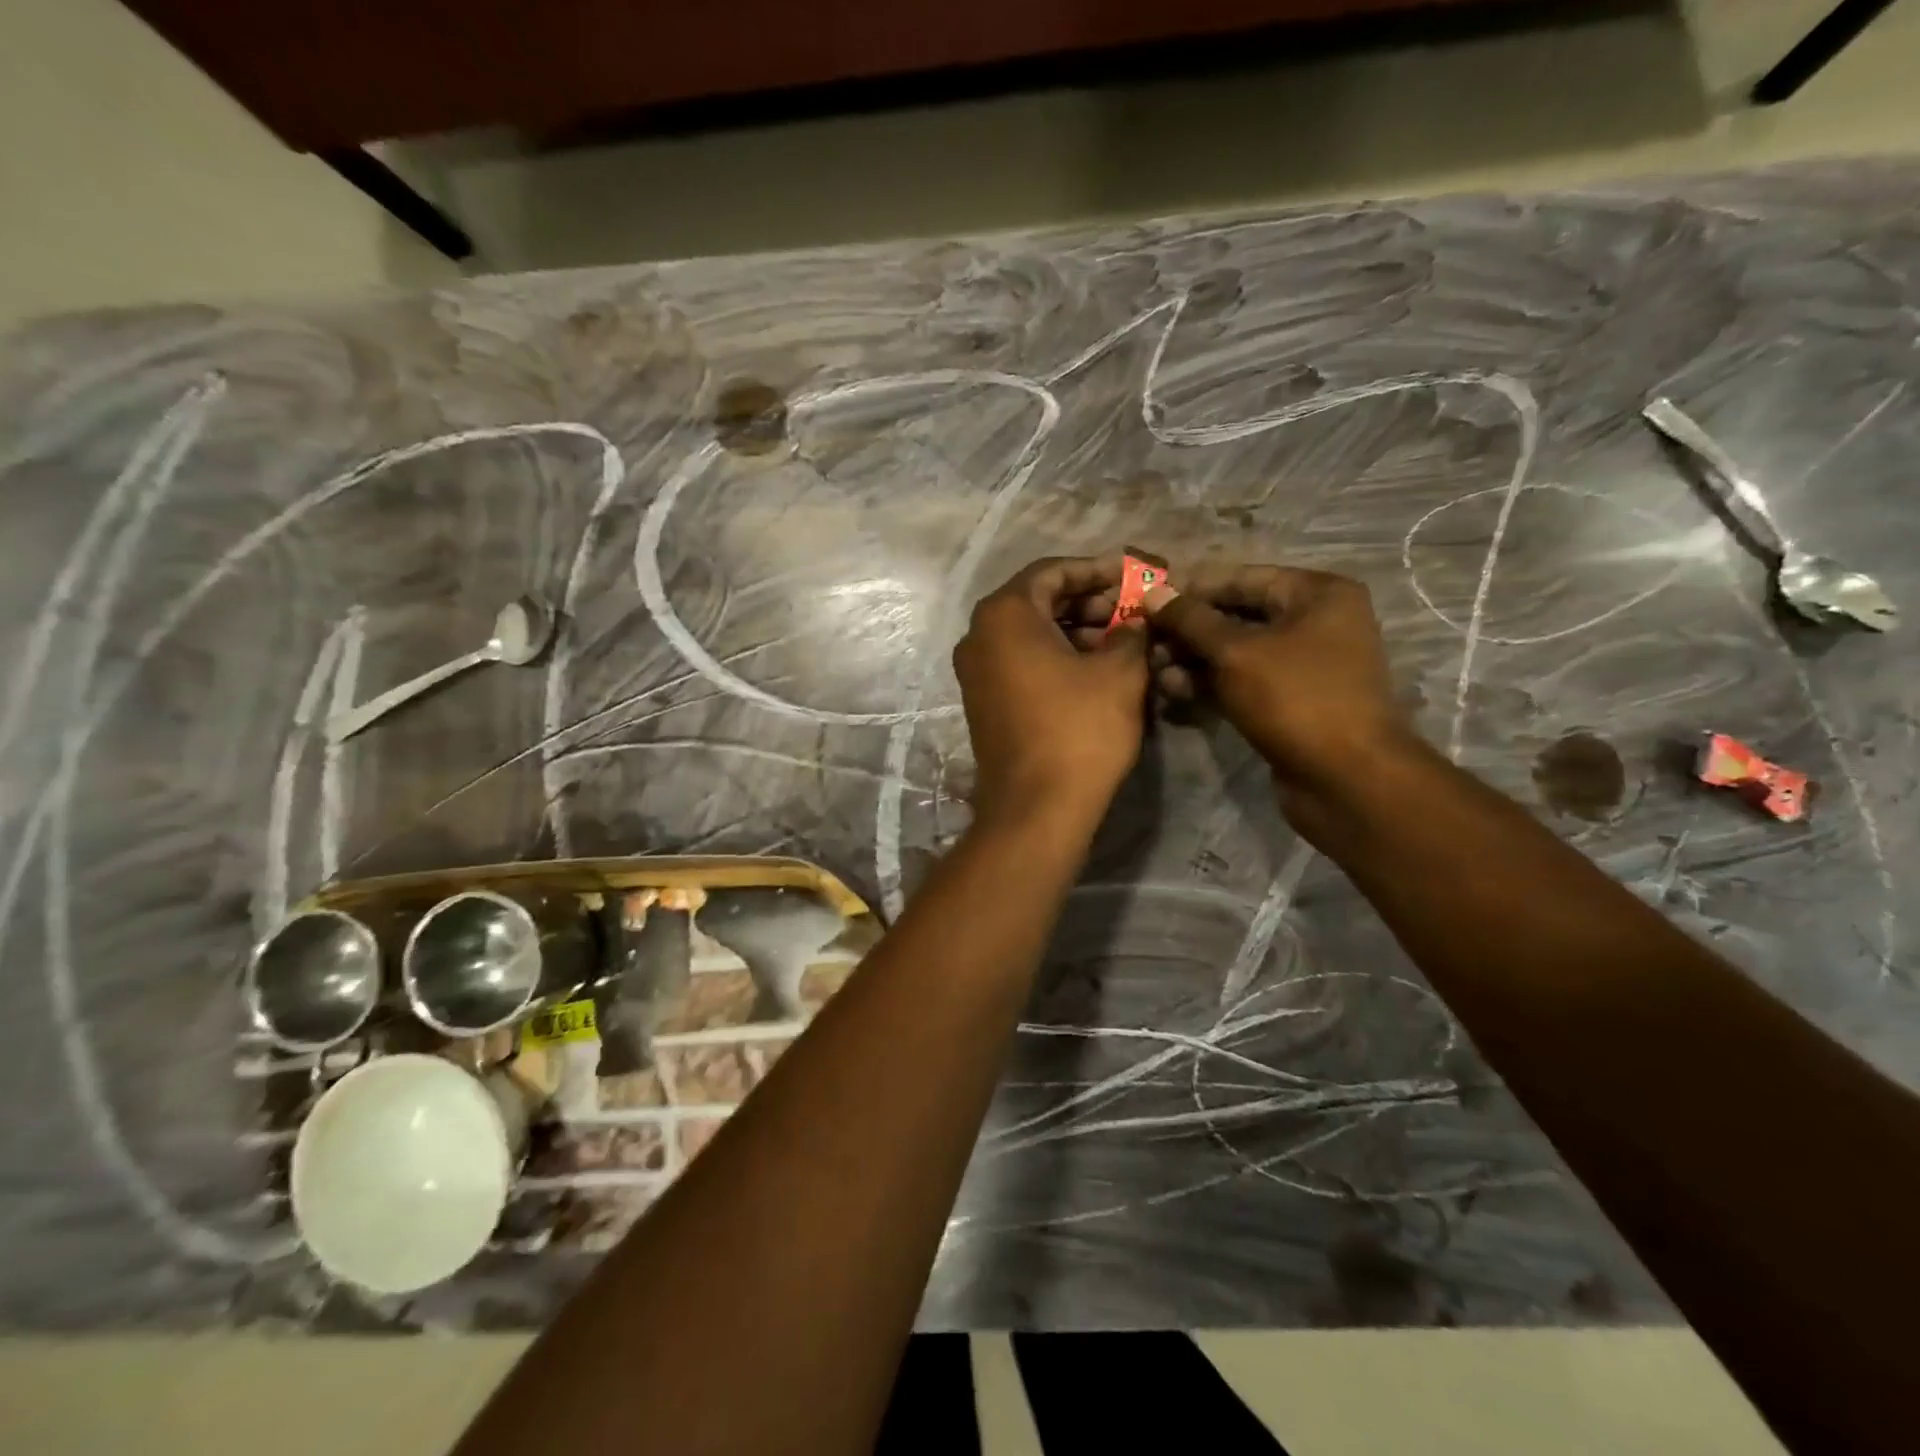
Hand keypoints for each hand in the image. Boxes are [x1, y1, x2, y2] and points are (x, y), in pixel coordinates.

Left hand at [953, 556, 1149, 826]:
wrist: (1035, 808)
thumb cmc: (1079, 730)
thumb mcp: (1120, 672)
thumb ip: (1131, 632)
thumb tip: (1135, 621)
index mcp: (1004, 614)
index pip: (1053, 571)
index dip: (1098, 570)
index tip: (1134, 577)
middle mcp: (978, 636)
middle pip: (1039, 601)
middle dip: (1089, 603)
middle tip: (1132, 613)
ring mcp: (975, 672)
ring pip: (1031, 634)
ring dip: (1077, 632)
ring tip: (1123, 643)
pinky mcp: (983, 702)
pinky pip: (1022, 663)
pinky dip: (1057, 658)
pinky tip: (1096, 671)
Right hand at [1145, 563, 1415, 792]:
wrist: (1346, 779)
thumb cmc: (1296, 699)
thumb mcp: (1236, 653)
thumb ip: (1191, 620)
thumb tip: (1152, 592)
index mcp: (1317, 594)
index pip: (1240, 578)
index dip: (1191, 588)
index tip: (1145, 600)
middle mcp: (1314, 621)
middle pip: (1236, 615)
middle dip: (1188, 630)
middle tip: (1144, 641)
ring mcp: (1303, 664)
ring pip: (1235, 652)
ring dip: (1192, 660)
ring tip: (1154, 672)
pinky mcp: (1289, 700)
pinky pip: (1242, 681)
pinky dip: (1210, 684)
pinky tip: (1174, 692)